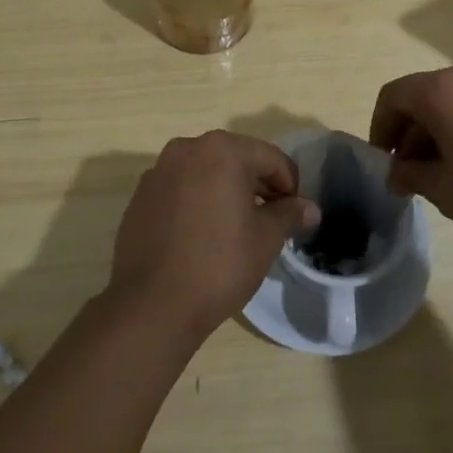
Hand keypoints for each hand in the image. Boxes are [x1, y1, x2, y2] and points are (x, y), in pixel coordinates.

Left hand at [109, 132, 320, 338]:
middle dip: (258, 185)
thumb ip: (289, 214)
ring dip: (226, 190)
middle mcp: (188, 148)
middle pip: (236, 159)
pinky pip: (180, 188)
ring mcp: (159, 170)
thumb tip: (310, 208)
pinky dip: (198, 200)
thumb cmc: (219, 265)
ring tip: (238, 227)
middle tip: (272, 220)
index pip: (270, 158)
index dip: (290, 185)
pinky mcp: (141, 195)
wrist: (151, 305)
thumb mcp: (265, 239)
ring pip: (206, 172)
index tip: (295, 214)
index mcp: (222, 150)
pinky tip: (203, 234)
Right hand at [369, 54, 452, 263]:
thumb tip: (397, 172)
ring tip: (447, 169)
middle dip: (413, 130)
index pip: (394, 96)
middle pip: (425, 93)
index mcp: (444, 89)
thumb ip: (413, 175)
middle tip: (413, 172)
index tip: (386, 163)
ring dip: (442, 126)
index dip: (381, 129)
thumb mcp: (449, 193)